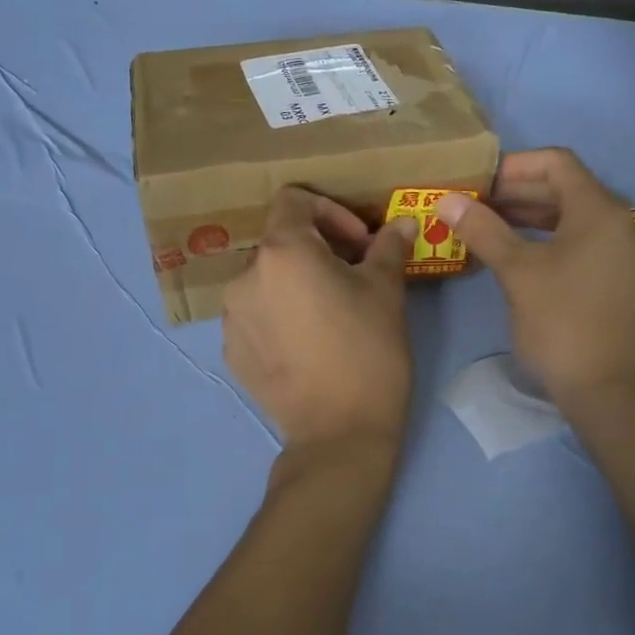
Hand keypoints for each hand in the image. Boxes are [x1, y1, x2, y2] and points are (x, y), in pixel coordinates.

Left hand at [223, 188, 416, 448]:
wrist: (339, 434)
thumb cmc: (368, 350)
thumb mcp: (386, 291)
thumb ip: (388, 246)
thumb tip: (403, 221)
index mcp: (281, 251)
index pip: (293, 201)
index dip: (330, 210)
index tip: (359, 242)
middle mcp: (244, 277)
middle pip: (279, 242)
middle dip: (317, 248)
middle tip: (352, 275)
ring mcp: (231, 317)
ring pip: (266, 280)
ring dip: (296, 282)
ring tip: (328, 311)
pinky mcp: (231, 351)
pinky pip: (255, 315)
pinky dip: (279, 314)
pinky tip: (307, 342)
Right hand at [434, 149, 634, 409]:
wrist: (607, 389)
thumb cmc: (561, 322)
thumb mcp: (517, 272)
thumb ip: (483, 230)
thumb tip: (447, 200)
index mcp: (599, 210)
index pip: (556, 162)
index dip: (513, 165)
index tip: (478, 182)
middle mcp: (617, 221)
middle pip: (564, 186)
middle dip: (517, 190)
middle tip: (474, 202)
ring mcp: (619, 250)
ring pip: (570, 214)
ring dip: (528, 214)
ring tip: (486, 223)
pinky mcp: (615, 275)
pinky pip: (578, 238)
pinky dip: (545, 236)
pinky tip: (514, 251)